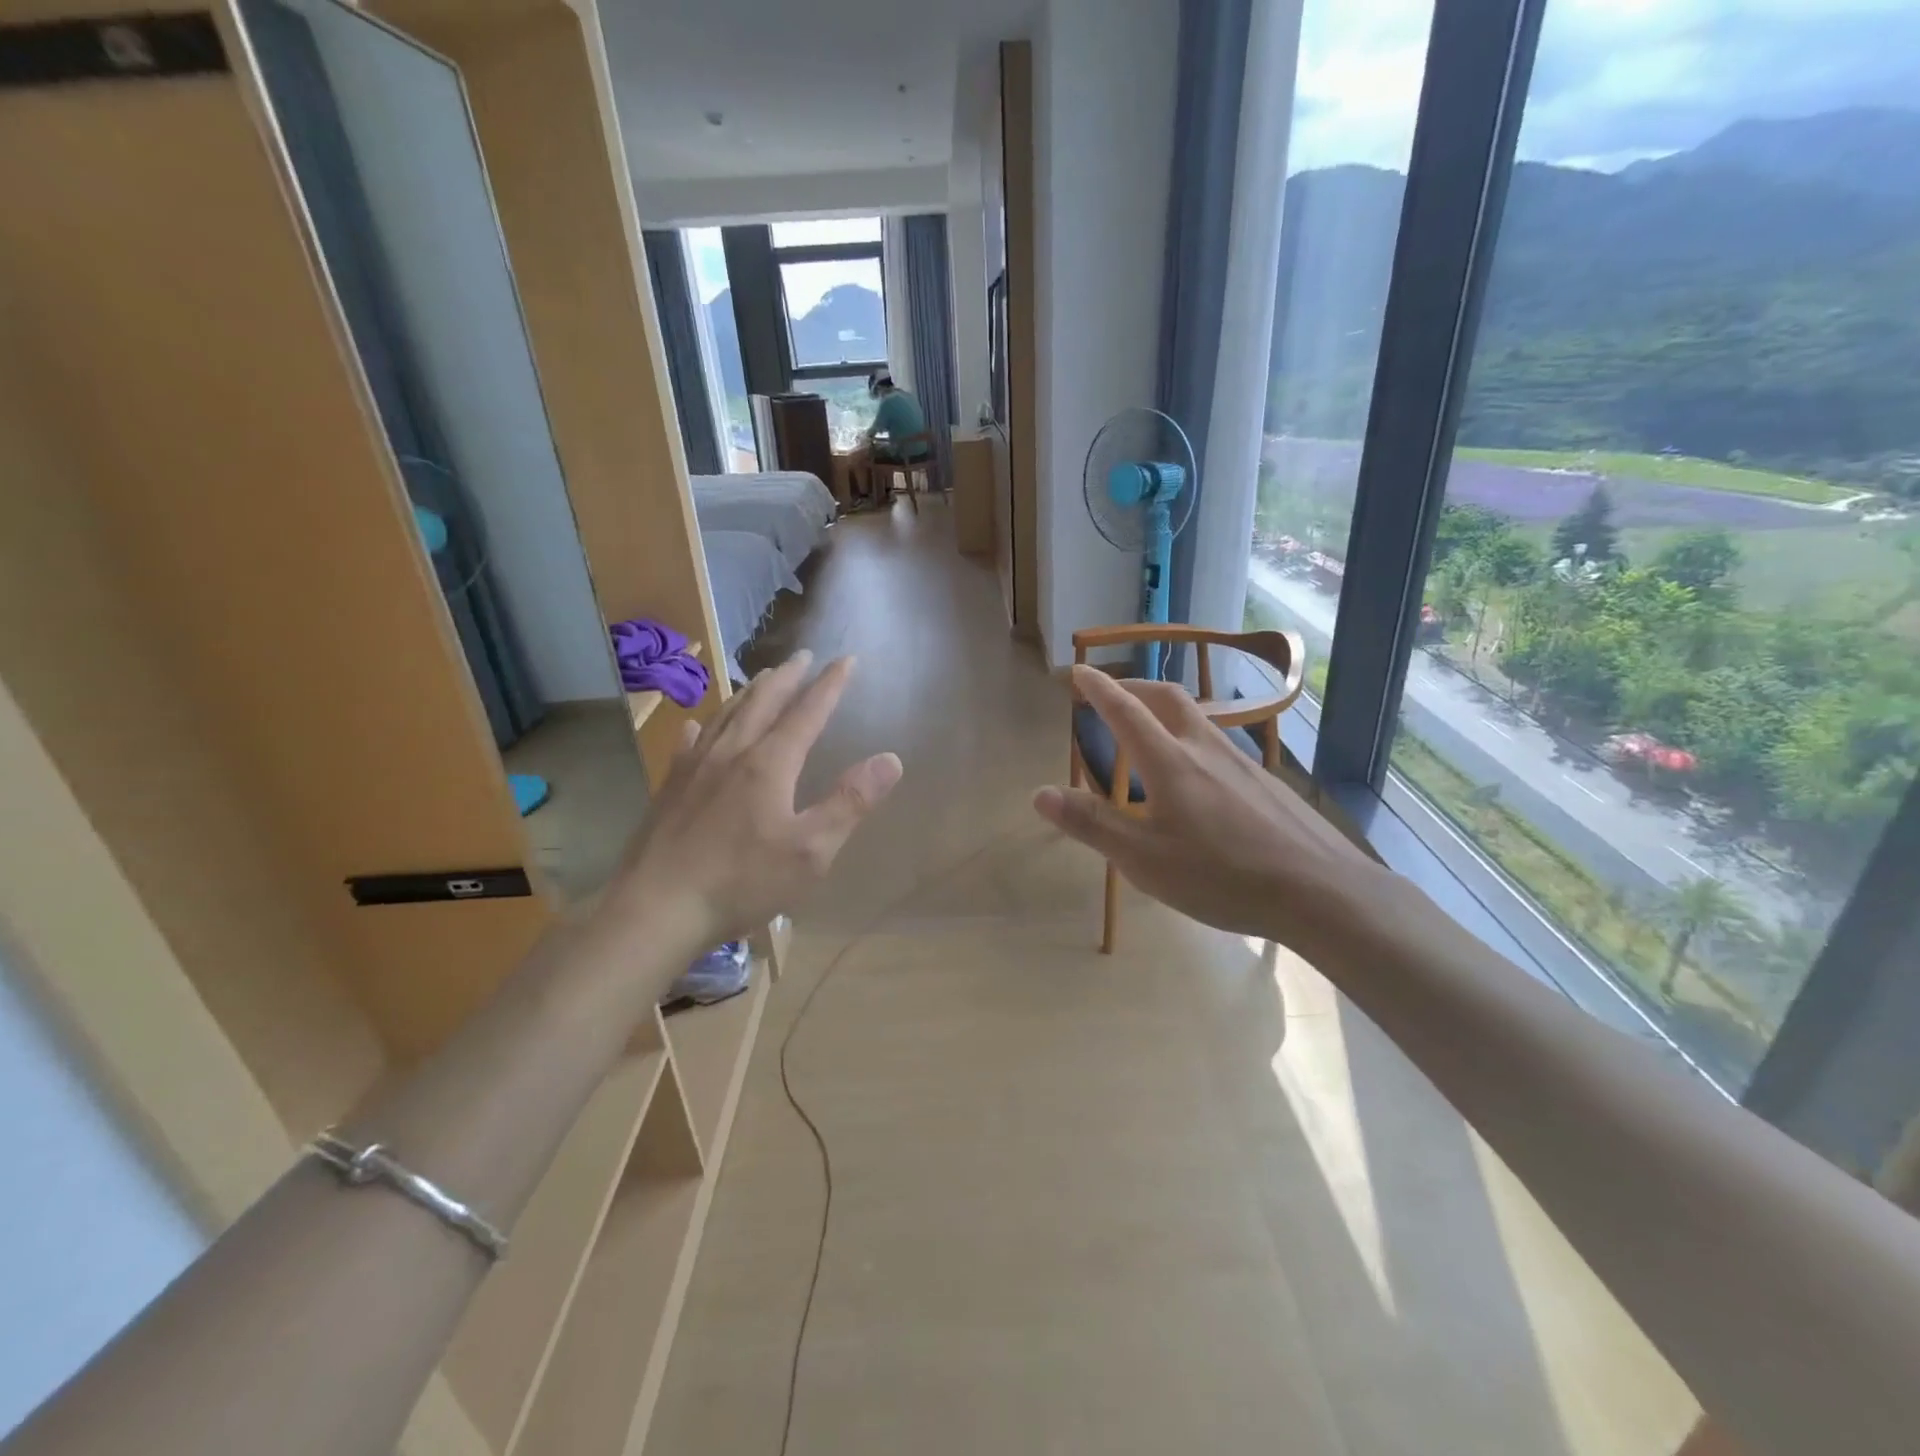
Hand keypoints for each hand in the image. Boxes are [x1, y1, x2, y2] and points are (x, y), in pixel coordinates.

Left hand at [606, 652, 901, 953]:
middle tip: (802, 656)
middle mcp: (732, 753)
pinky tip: (699, 725)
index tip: (846, 659)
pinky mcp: (670, 788)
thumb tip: (891, 758)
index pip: (807, 713)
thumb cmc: (741, 881)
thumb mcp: (811, 850)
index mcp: (769, 764)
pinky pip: (690, 743)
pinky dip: (704, 726)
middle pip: (763, 703)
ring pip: (726, 715)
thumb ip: (851, 801)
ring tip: (761, 679)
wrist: (656, 909)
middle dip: (788, 677)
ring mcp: (695, 768)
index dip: (829, 685)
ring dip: (749, 692)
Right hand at [1033, 666, 1385, 951]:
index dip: (1099, 688)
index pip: (1125, 710)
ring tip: (1149, 732)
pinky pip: (1220, 747)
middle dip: (1133, 687)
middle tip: (1112, 693)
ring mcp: (1243, 764)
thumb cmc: (1222, 876)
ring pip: (1198, 720)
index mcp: (1170, 762)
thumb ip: (1092, 824)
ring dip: (1165, 712)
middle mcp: (1206, 749)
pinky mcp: (1267, 784)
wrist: (1322, 891)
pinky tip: (1199, 779)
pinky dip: (1192, 742)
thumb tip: (1039, 793)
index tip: (1080, 670)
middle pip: (1167, 698)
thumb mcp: (1143, 859)